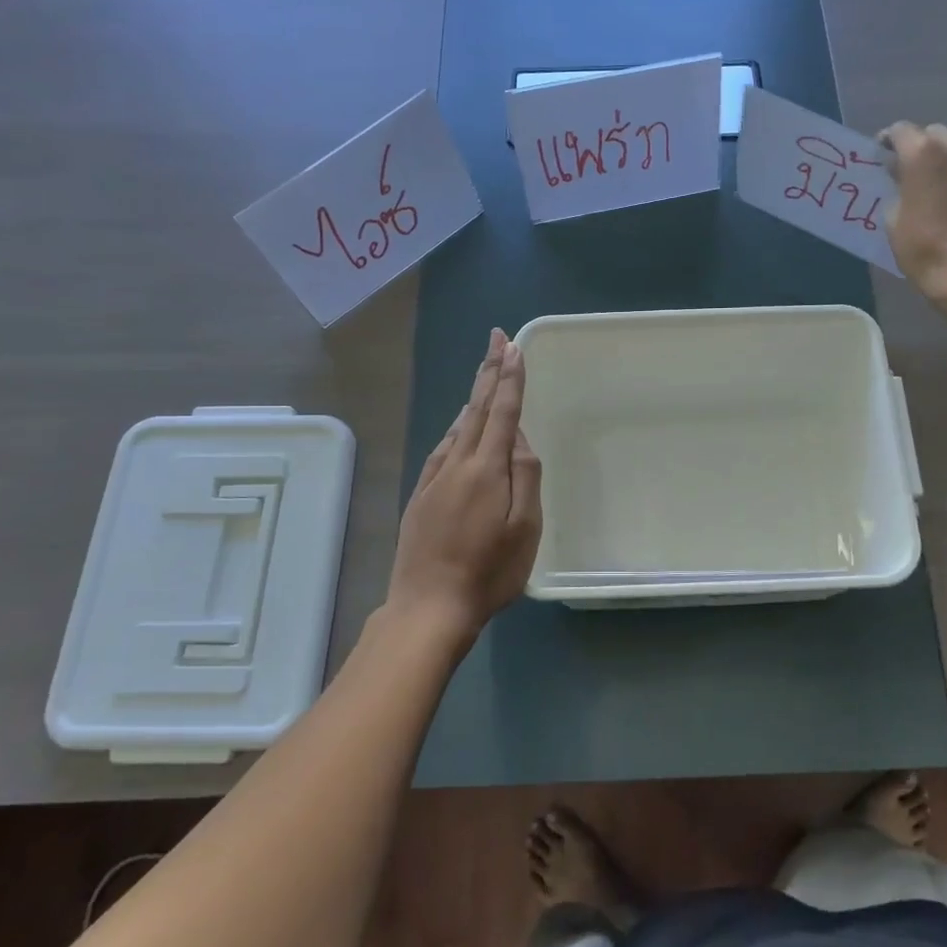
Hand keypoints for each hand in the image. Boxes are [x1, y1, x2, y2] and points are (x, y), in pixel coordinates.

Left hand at [384, 328, 542, 647]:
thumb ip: (525, 477)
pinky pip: (442, 448)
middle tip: (496, 339)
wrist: (428, 607)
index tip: (513, 346)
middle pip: (476, 409)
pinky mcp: (421, 496)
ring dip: (474, 397)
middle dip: (489, 371)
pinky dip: (455, 428)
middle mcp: (457, 464)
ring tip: (485, 374)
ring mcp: (434, 479)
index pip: (502, 412)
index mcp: (486, 469)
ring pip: (457, 427)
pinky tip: (459, 427)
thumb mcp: (524, 529)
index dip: (510, 378)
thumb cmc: (488, 572)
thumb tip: (518, 437)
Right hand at [880, 121, 946, 320]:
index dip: (889, 141)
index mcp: (923, 154)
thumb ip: (898, 193)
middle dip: (923, 150)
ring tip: (943, 192)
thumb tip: (905, 186)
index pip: (901, 131)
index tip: (883, 157)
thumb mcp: (893, 223)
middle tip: (913, 175)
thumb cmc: (924, 249)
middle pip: (936, 136)